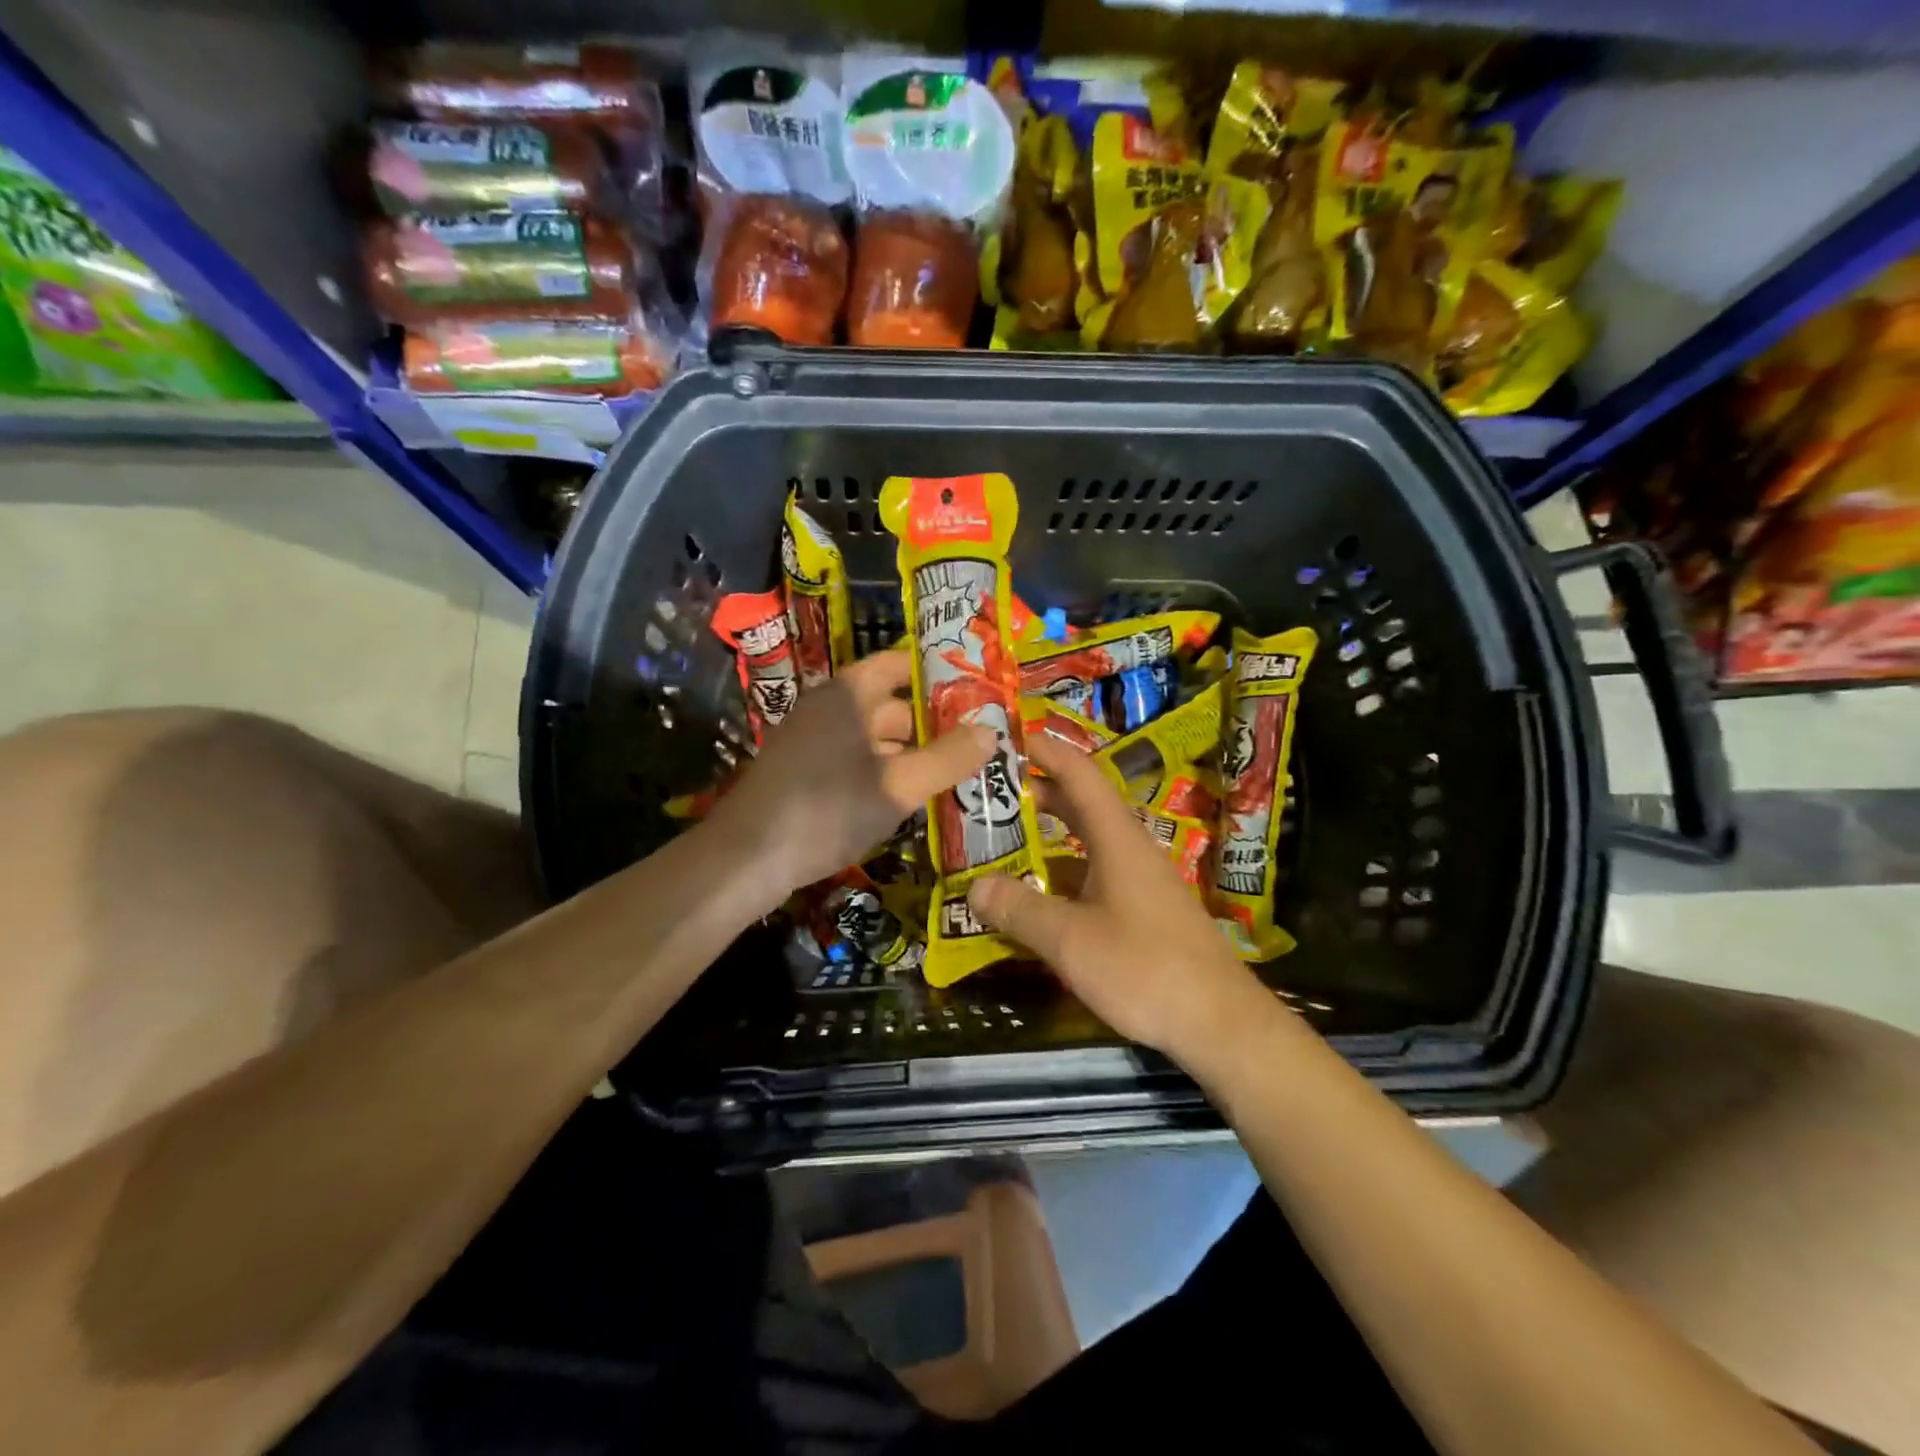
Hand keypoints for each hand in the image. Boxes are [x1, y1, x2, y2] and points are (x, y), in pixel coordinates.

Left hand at [713, 650, 993, 897]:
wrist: (745, 859)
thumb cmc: (827, 808)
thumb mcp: (898, 786)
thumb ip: (947, 758)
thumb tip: (992, 732)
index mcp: (849, 695)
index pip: (898, 664)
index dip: (937, 672)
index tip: (977, 688)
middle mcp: (829, 709)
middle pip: (891, 704)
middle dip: (934, 722)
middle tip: (979, 739)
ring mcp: (813, 742)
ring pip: (875, 738)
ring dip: (913, 752)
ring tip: (956, 771)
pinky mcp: (805, 775)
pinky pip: (856, 762)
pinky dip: (886, 772)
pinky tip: (911, 797)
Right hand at [967, 733, 1268, 1063]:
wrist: (1221, 1023)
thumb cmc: (1144, 968)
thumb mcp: (1070, 940)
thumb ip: (1020, 910)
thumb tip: (974, 888)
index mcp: (1117, 838)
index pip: (1079, 775)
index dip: (1045, 751)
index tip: (1007, 737)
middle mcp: (1131, 850)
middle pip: (1081, 805)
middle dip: (1036, 794)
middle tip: (989, 794)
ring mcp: (1140, 882)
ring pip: (1086, 844)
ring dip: (1046, 839)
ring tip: (1001, 843)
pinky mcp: (1145, 912)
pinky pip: (1094, 877)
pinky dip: (1061, 876)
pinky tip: (1036, 899)